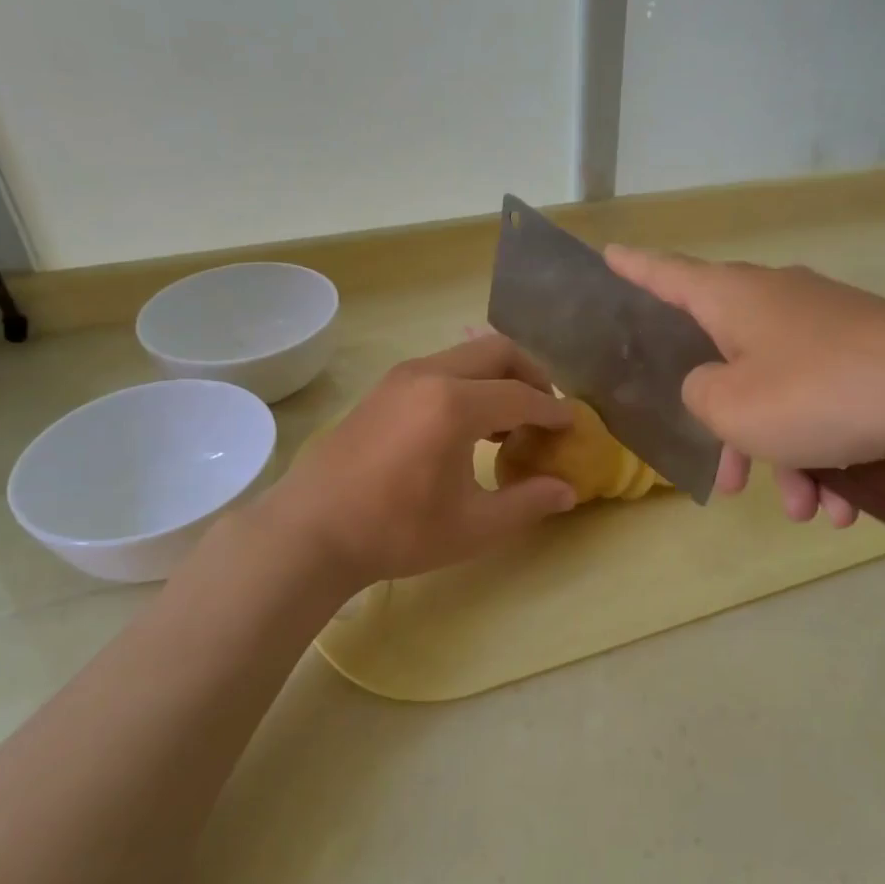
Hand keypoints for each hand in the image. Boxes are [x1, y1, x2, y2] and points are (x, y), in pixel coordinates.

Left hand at [262, 335, 577, 585]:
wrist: (311, 530)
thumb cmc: (396, 531)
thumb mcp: (472, 527)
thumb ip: (527, 503)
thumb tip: (568, 490)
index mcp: (454, 405)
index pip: (523, 396)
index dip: (554, 411)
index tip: (573, 425)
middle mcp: (430, 375)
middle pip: (498, 351)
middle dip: (531, 375)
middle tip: (545, 411)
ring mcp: (401, 377)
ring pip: (466, 356)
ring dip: (497, 377)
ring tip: (509, 421)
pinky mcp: (383, 388)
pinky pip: (441, 368)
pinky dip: (468, 383)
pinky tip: (466, 425)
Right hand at [605, 248, 884, 525]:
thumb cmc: (819, 394)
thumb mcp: (731, 407)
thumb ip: (697, 394)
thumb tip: (711, 386)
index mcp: (734, 297)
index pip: (666, 274)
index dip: (632, 267)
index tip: (608, 253)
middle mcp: (778, 301)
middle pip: (727, 360)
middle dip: (727, 428)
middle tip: (727, 481)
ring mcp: (829, 327)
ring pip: (782, 396)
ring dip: (784, 456)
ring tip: (804, 508)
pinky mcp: (870, 355)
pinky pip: (827, 405)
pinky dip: (827, 452)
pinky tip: (845, 502)